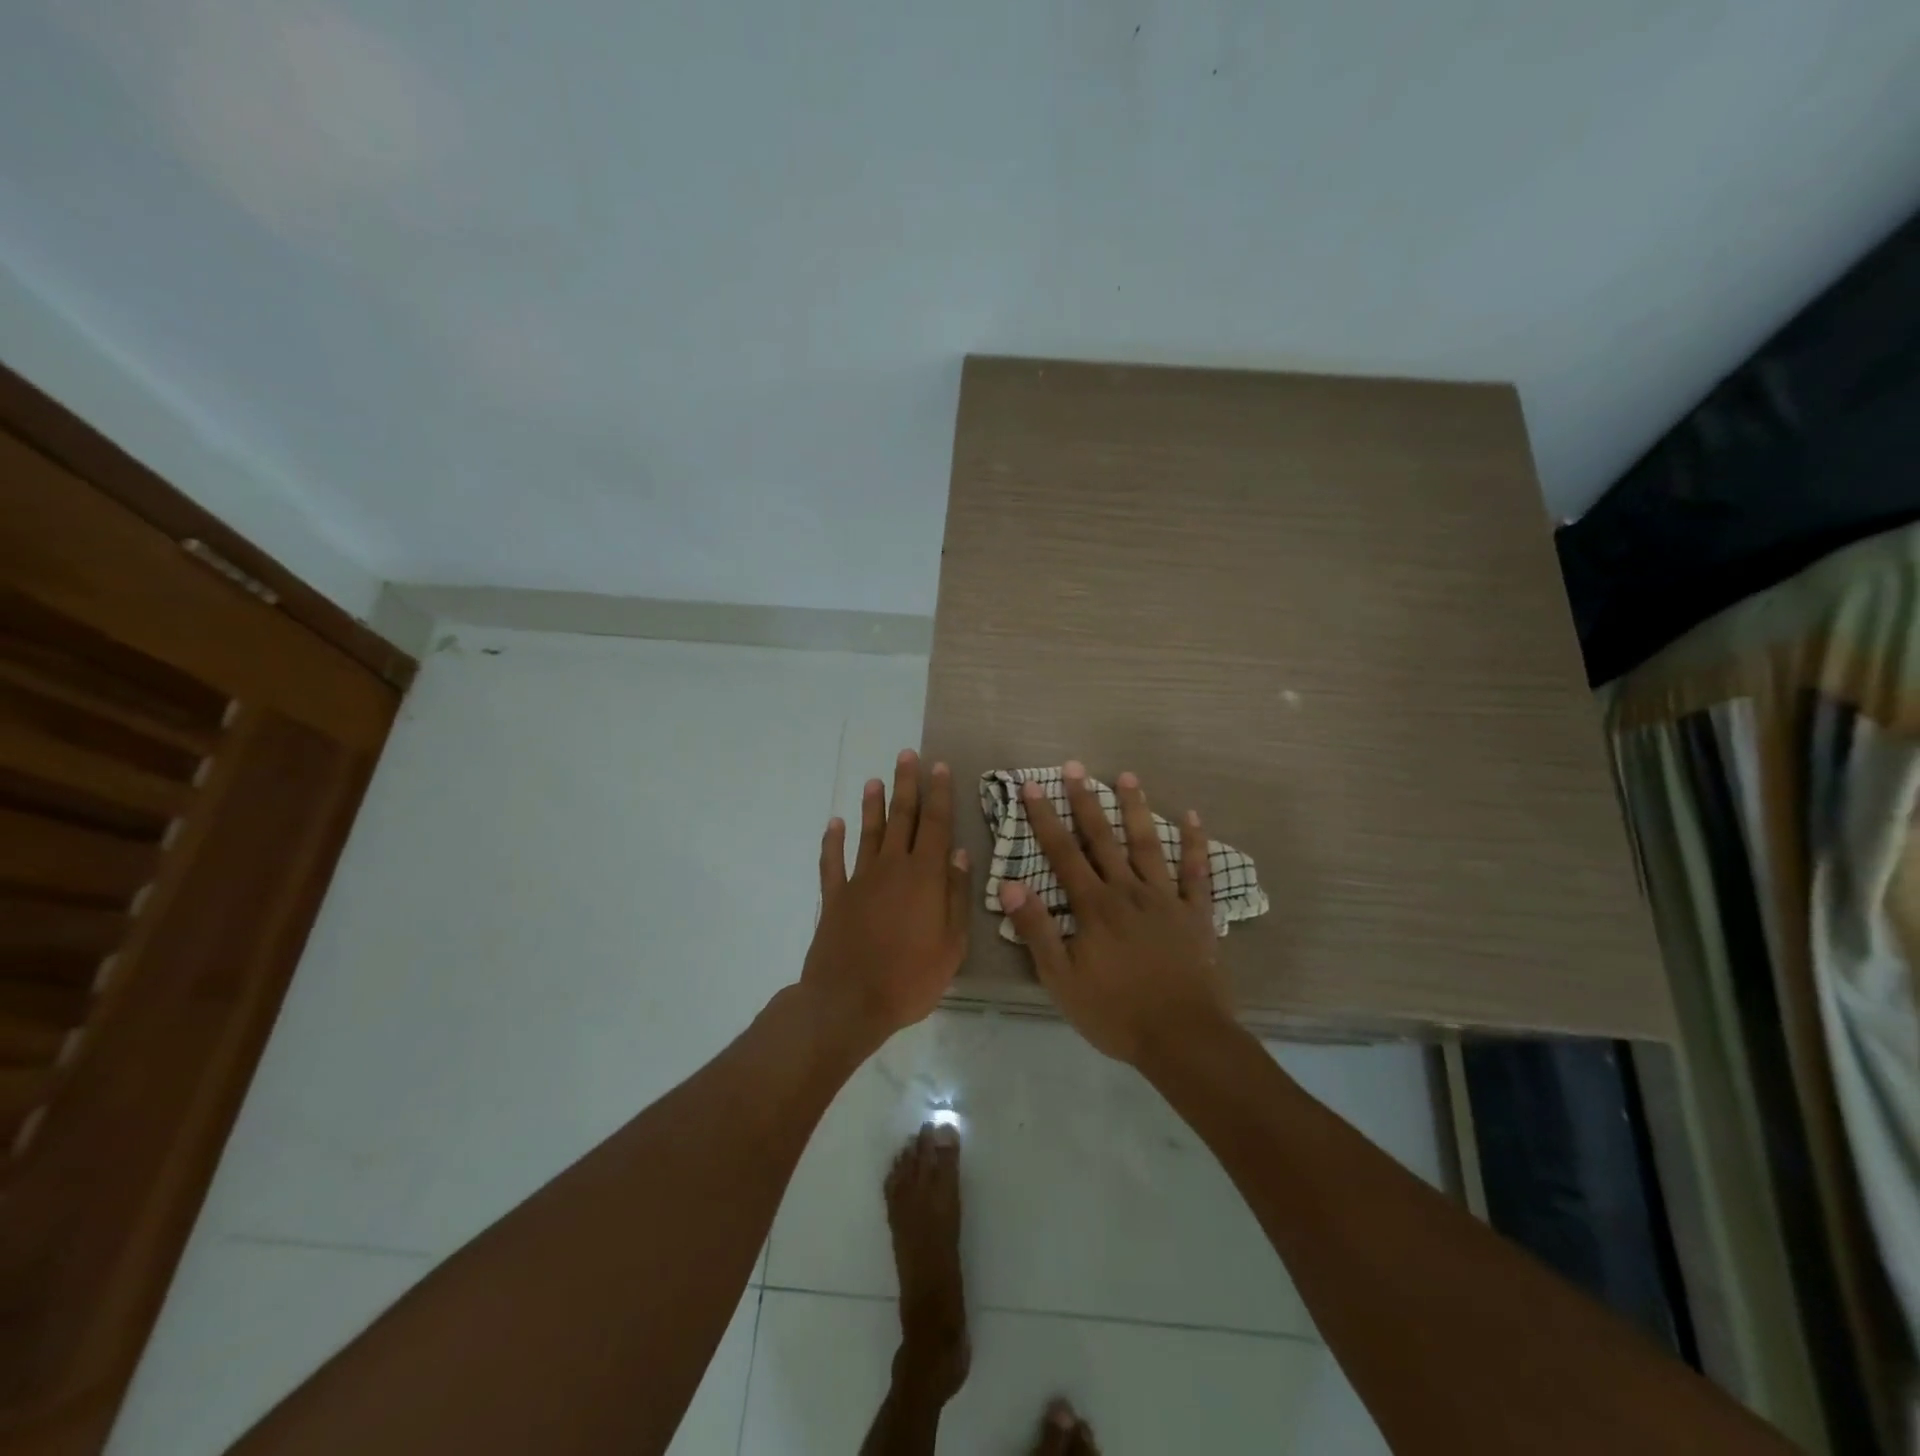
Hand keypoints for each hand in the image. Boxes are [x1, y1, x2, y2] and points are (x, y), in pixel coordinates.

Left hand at [801, 750, 970, 1051]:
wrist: (849, 1002)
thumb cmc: (910, 978)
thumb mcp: (952, 944)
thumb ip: (955, 895)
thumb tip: (959, 854)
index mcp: (924, 877)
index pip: (935, 825)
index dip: (939, 794)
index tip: (939, 766)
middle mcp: (892, 868)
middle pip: (901, 818)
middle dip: (906, 785)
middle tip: (906, 755)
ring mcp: (859, 881)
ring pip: (868, 833)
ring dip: (872, 806)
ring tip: (874, 781)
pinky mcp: (834, 898)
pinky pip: (832, 862)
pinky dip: (832, 841)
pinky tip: (833, 824)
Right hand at [999, 763, 1231, 1065]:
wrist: (1182, 1037)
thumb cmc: (1115, 1012)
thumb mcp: (1061, 979)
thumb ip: (1037, 929)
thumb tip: (1010, 883)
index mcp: (1094, 906)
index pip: (1063, 853)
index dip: (1045, 819)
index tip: (1032, 786)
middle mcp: (1128, 892)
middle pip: (1103, 839)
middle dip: (1086, 801)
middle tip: (1075, 767)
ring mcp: (1166, 900)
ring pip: (1148, 845)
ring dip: (1136, 809)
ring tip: (1127, 776)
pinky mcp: (1196, 915)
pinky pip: (1197, 873)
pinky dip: (1195, 844)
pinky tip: (1192, 817)